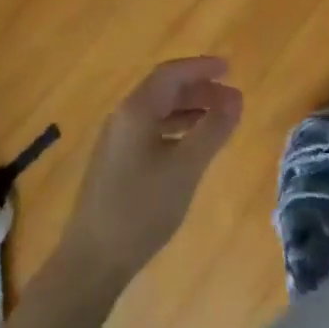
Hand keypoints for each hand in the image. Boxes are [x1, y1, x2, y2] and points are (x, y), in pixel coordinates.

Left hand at [56, 57, 243, 289]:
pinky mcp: (116, 164)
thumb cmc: (141, 208)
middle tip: (232, 99)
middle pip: (164, 90)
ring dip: (189, 110)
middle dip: (199, 90)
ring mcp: (116, 142)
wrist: (93, 260)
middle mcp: (123, 118)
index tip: (230, 69)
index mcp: (136, 111)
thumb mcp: (186, 168)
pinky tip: (192, 147)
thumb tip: (235, 98)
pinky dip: (176, 130)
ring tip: (219, 120)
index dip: (201, 67)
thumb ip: (213, 129)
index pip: (171, 74)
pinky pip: (151, 131)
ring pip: (158, 112)